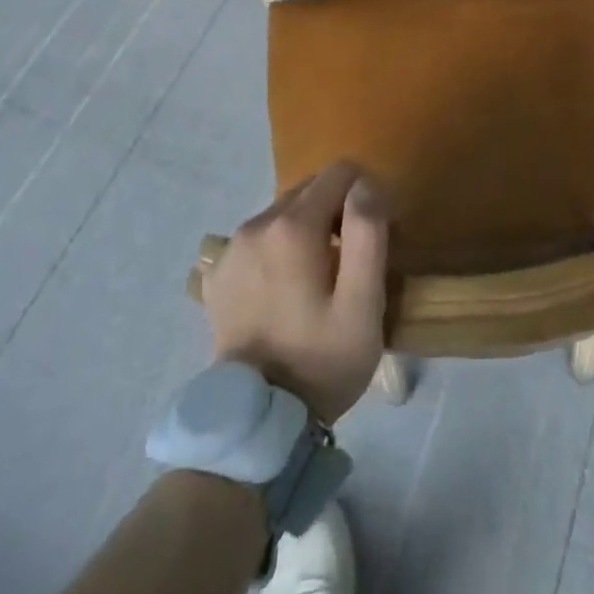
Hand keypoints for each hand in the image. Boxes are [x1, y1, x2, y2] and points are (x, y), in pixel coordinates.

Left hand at [203, 161, 390, 424]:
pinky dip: (280, 250)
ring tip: (320, 279)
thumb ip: (368, 232)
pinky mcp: (218, 273)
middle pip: (311, 189)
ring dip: (309, 230)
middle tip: (352, 262)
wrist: (257, 421)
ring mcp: (232, 249)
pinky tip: (286, 290)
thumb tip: (366, 185)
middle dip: (338, 211)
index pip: (340, 172)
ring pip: (285, 212)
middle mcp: (257, 224)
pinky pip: (260, 240)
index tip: (375, 237)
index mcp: (293, 226)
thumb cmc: (321, 360)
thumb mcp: (363, 302)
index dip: (367, 195)